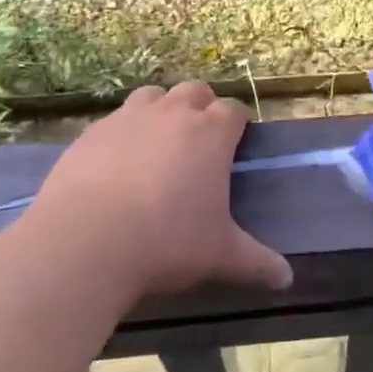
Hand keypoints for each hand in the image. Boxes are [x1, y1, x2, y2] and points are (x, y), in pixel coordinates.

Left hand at [20, 81, 292, 301]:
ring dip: (161, 110)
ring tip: (158, 144)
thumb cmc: (167, 242)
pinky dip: (123, 133)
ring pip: (153, 96)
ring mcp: (128, 118)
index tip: (236, 144)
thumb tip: (286, 279)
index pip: (234, 111)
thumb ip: (257, 263)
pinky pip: (115, 120)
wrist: (85, 242)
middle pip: (195, 91)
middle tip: (199, 143)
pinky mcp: (91, 133)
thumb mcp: (219, 256)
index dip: (237, 124)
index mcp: (211, 133)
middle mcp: (172, 113)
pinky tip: (117, 165)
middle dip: (201, 108)